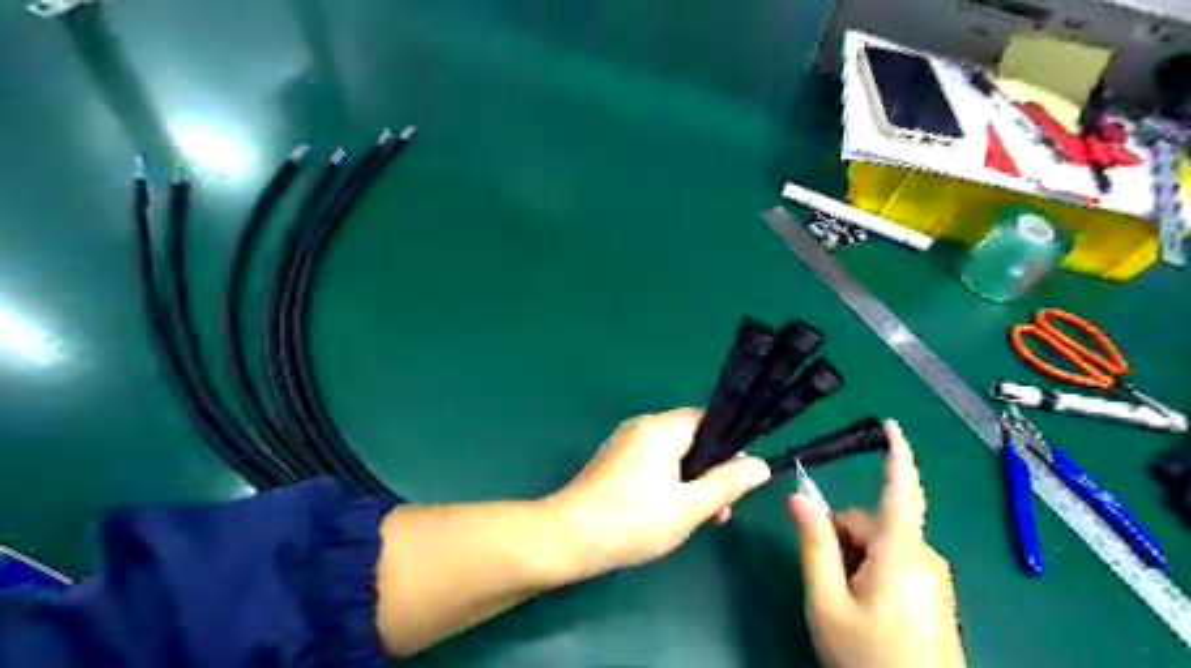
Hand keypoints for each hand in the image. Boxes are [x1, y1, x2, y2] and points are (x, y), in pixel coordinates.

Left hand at [545, 408, 772, 579]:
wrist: (568, 538)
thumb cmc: (633, 520)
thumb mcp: (689, 507)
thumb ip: (727, 484)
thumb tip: (760, 465)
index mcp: (660, 428)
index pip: (706, 420)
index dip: (728, 446)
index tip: (740, 478)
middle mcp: (641, 427)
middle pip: (690, 439)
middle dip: (710, 471)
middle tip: (721, 510)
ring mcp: (624, 444)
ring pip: (672, 455)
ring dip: (691, 482)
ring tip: (700, 519)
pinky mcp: (613, 462)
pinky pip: (652, 464)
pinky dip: (668, 484)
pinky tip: (671, 514)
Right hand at [789, 423, 967, 667]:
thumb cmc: (870, 660)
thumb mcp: (827, 602)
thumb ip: (813, 544)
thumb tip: (797, 495)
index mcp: (901, 551)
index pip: (901, 490)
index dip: (897, 454)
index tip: (891, 425)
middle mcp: (923, 555)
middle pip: (871, 522)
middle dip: (842, 537)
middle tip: (825, 578)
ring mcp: (931, 576)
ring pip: (880, 544)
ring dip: (854, 557)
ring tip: (843, 600)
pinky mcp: (933, 593)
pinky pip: (895, 562)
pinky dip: (870, 570)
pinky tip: (862, 606)